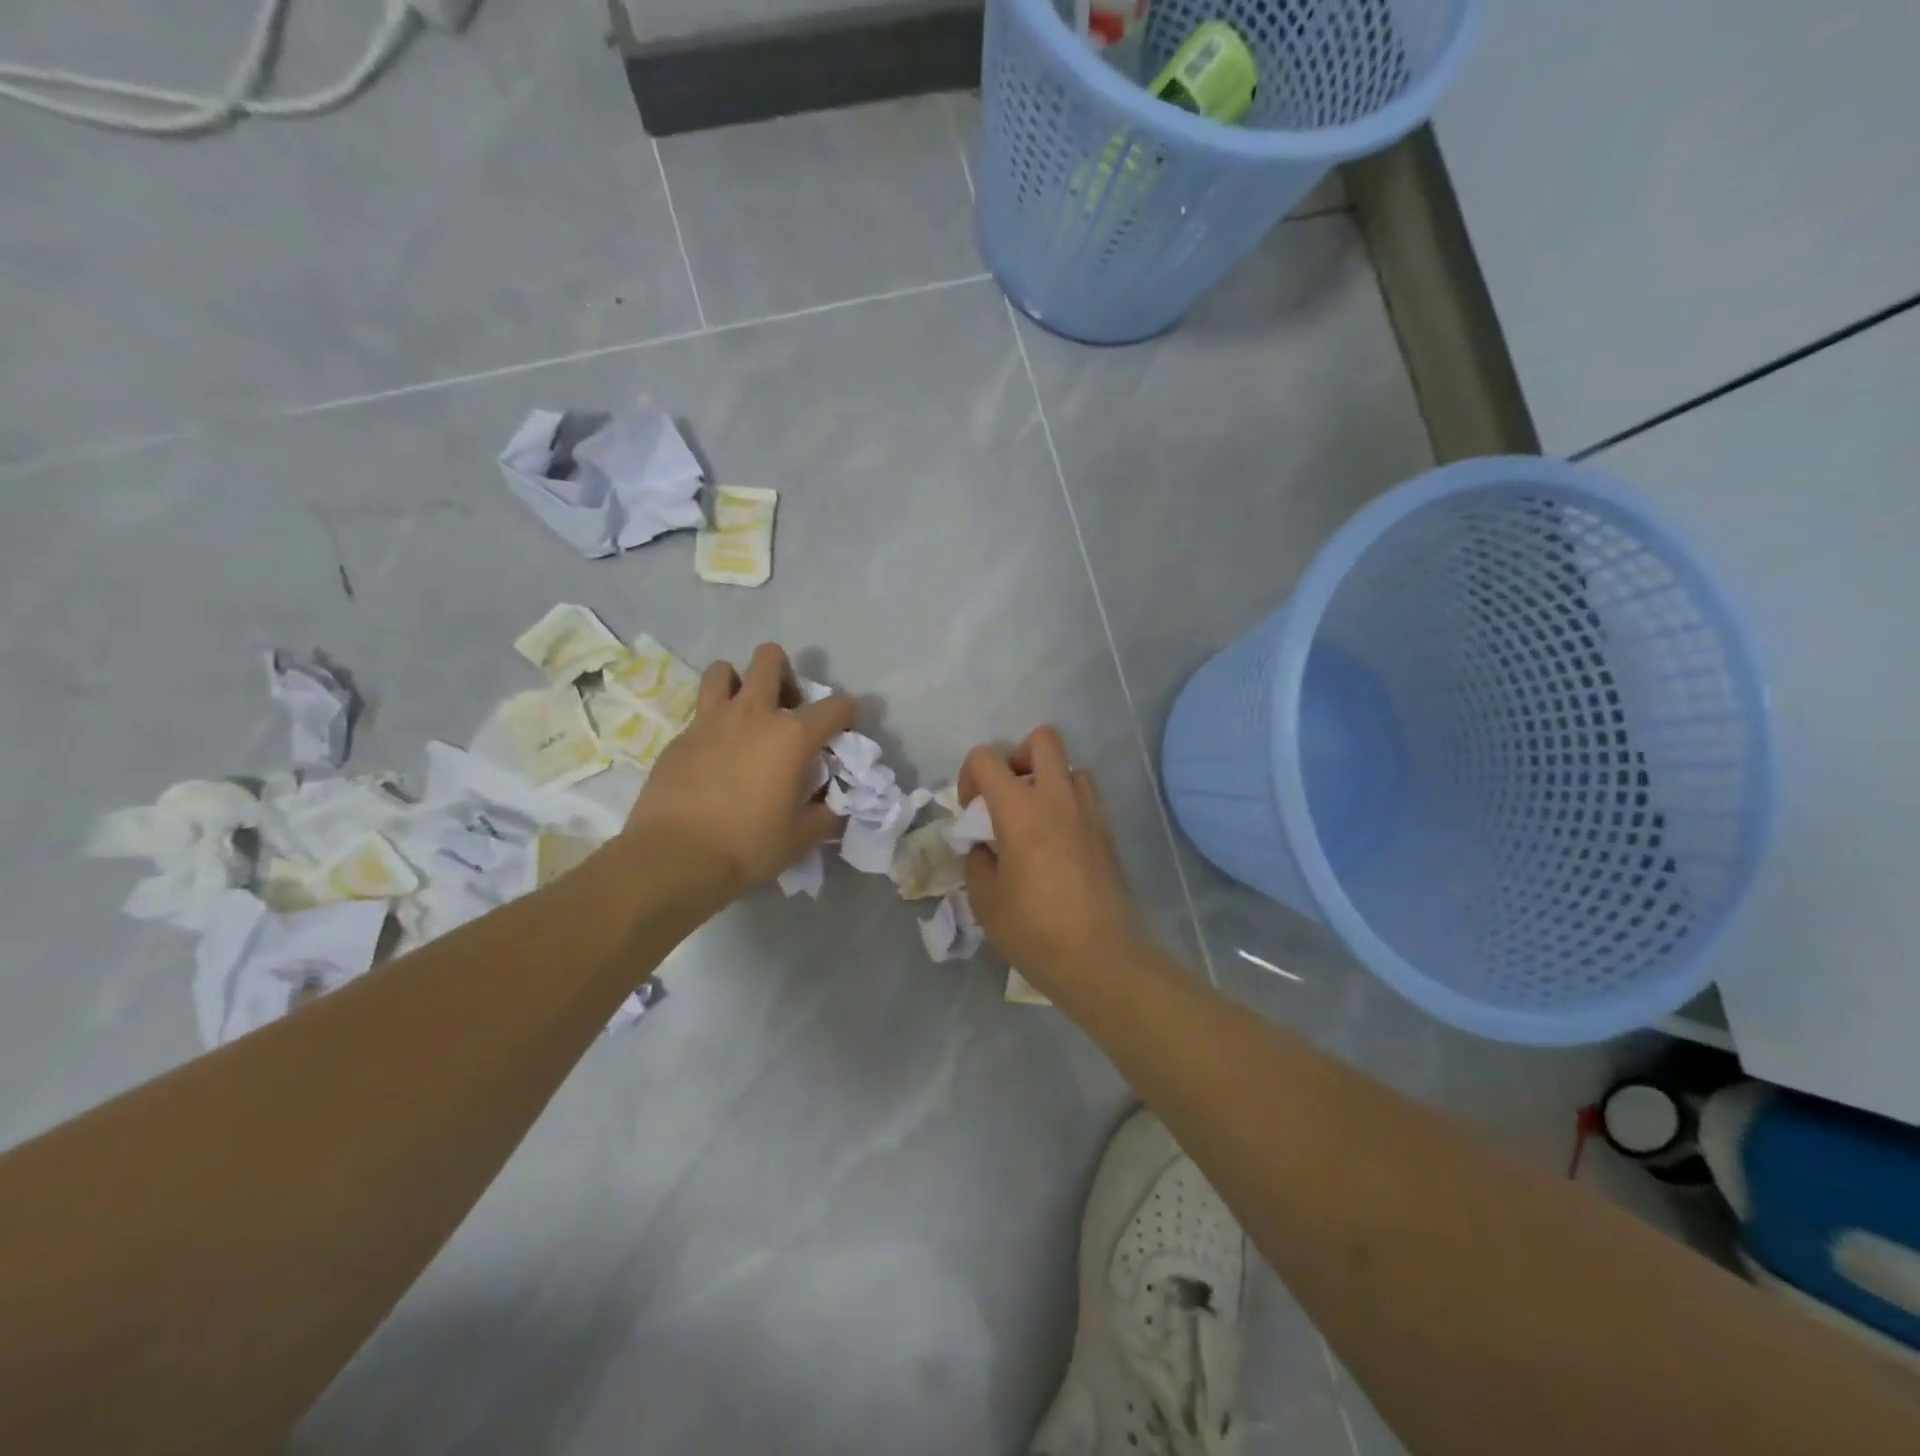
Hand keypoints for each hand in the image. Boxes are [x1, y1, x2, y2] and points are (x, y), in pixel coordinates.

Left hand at [624, 643, 854, 903]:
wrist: (674, 858)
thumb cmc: (748, 846)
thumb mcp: (801, 836)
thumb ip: (825, 814)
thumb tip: (833, 805)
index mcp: (793, 736)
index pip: (836, 706)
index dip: (847, 714)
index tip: (843, 731)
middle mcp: (754, 714)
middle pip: (770, 660)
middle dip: (784, 671)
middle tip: (787, 706)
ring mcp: (711, 721)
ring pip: (723, 670)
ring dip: (738, 682)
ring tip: (744, 713)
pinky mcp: (680, 737)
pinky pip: (700, 712)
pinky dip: (714, 722)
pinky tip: (715, 754)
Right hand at [960, 726, 1148, 999]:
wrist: (1101, 959)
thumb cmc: (1035, 931)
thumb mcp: (985, 901)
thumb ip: (978, 861)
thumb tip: (985, 848)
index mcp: (1020, 811)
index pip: (987, 758)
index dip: (969, 775)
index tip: (971, 811)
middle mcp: (1058, 799)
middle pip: (1042, 739)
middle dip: (1017, 756)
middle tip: (1008, 796)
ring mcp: (1090, 813)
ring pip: (1071, 767)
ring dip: (1049, 781)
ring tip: (1036, 820)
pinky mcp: (1108, 833)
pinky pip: (1087, 797)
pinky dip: (1069, 805)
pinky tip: (1059, 844)